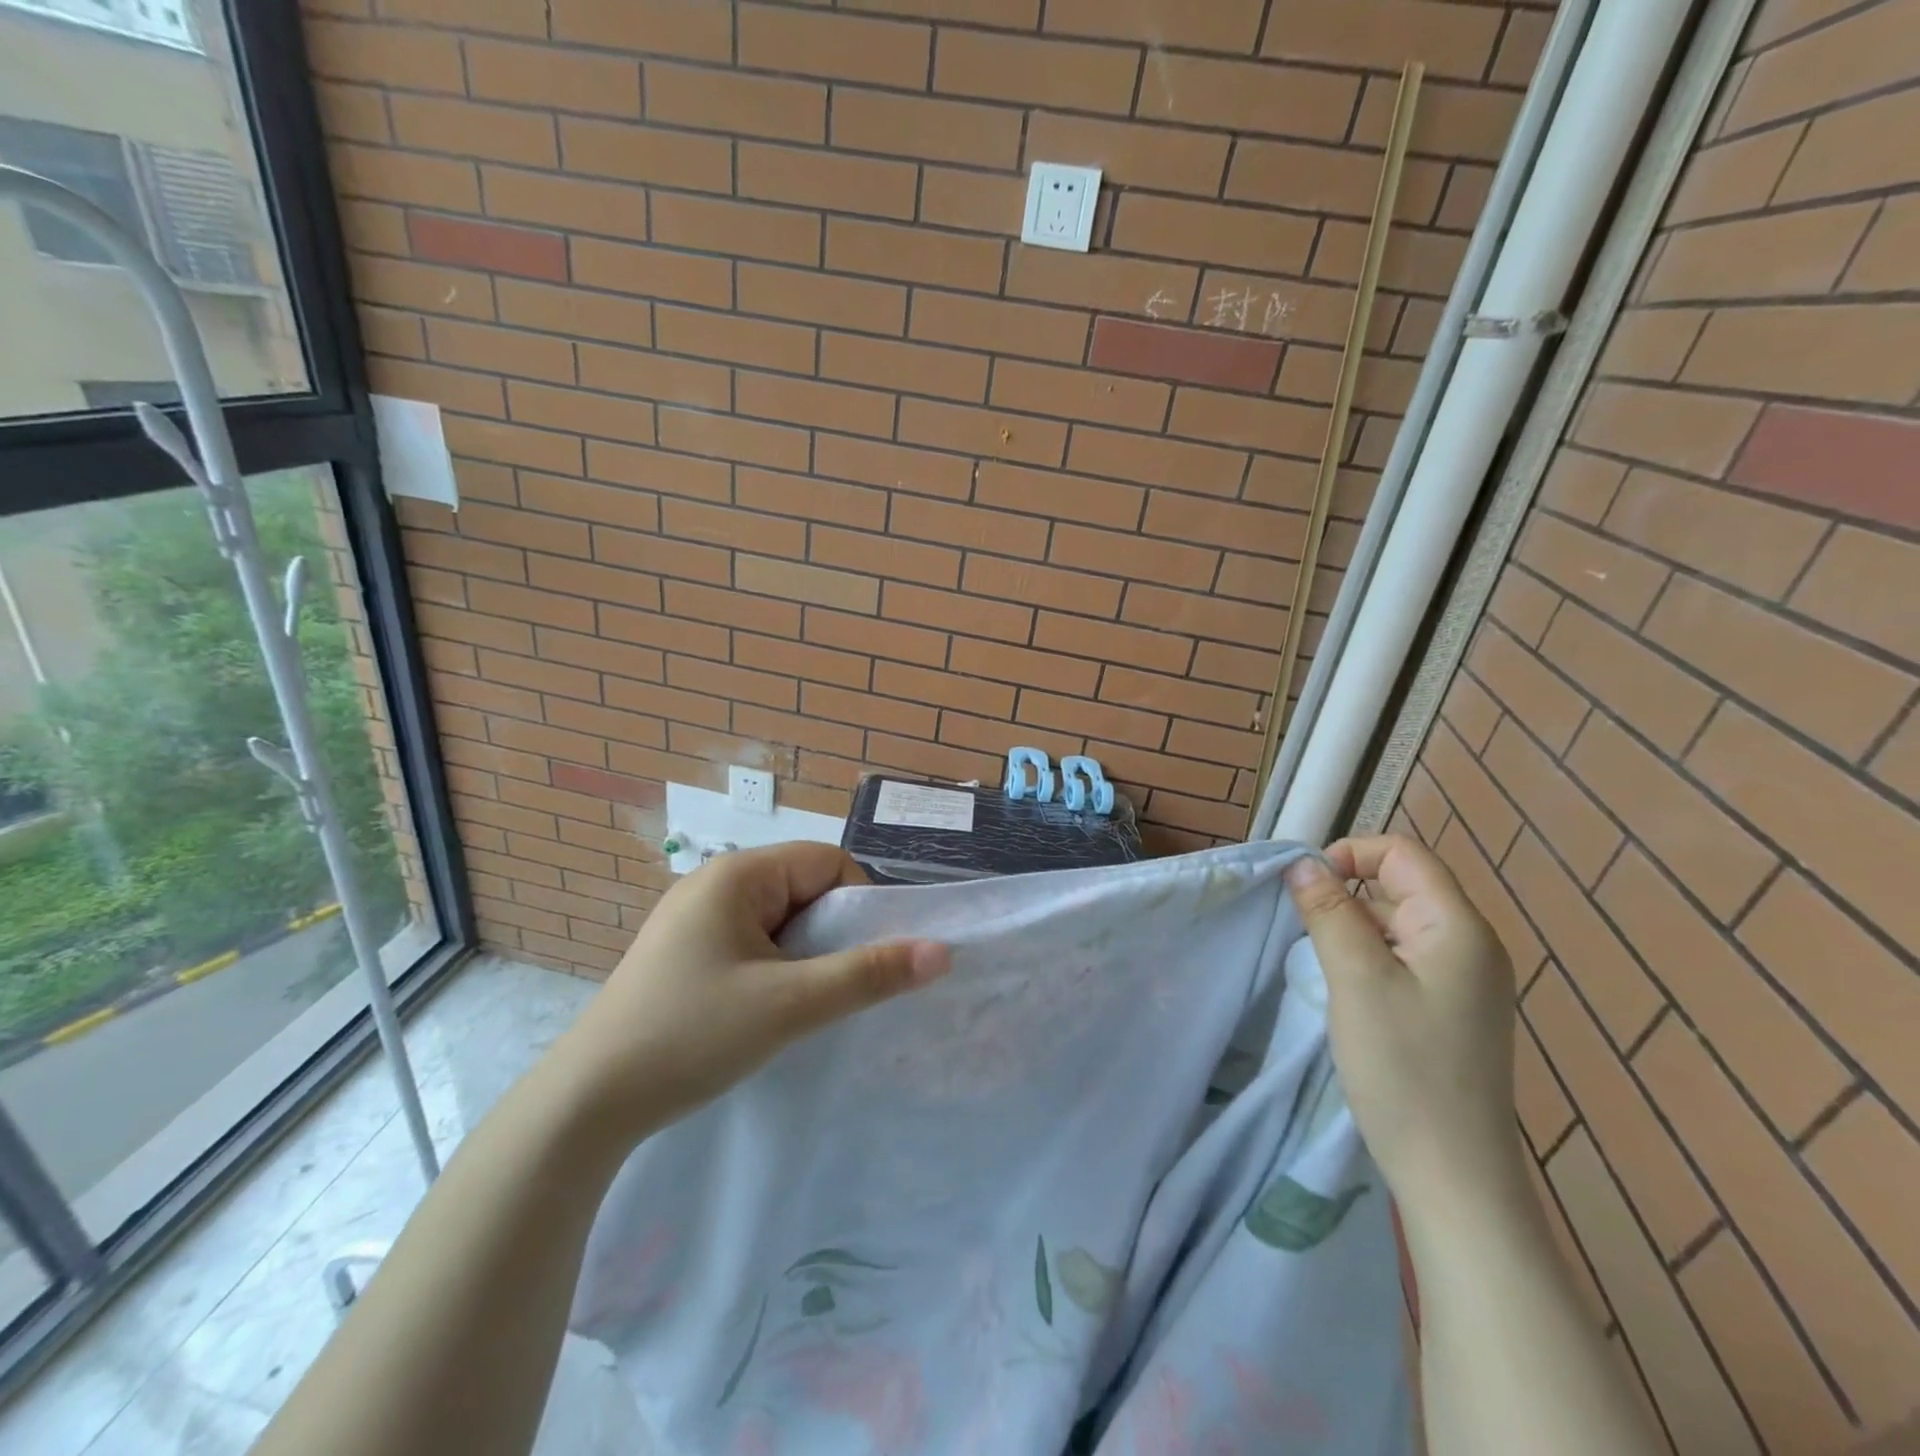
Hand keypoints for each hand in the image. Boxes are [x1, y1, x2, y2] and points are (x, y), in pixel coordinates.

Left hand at [550, 842, 948, 1150]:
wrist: (584, 1105)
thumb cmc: (690, 1036)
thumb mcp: (790, 1005)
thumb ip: (868, 974)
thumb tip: (942, 951)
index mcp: (737, 874)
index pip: (828, 862)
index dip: (859, 905)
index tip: (861, 961)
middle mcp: (715, 883)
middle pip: (805, 889)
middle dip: (831, 935)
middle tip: (831, 990)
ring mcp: (694, 919)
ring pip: (780, 921)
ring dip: (804, 957)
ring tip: (799, 1006)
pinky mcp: (684, 953)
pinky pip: (752, 943)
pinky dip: (775, 969)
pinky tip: (766, 1012)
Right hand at [1284, 835, 1525, 1226]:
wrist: (1454, 1175)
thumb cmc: (1404, 1068)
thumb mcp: (1356, 979)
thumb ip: (1329, 913)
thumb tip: (1303, 863)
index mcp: (1458, 927)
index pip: (1402, 854)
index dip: (1350, 855)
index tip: (1305, 888)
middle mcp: (1470, 944)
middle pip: (1400, 886)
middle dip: (1345, 894)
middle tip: (1303, 931)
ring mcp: (1464, 980)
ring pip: (1396, 924)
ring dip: (1352, 928)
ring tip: (1320, 964)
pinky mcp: (1450, 1009)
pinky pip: (1402, 958)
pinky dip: (1367, 957)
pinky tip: (1344, 989)